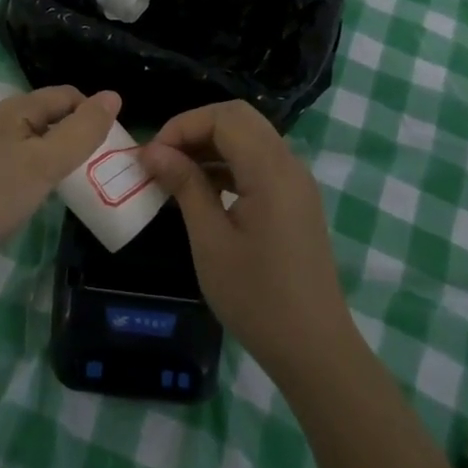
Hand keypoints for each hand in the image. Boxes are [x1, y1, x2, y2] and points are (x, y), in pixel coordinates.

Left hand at [0, 86, 121, 273]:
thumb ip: (80, 132)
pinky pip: (16, 160)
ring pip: (33, 140)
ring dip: (57, 154)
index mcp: (16, 109)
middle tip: (99, 169)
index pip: (67, 95)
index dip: (94, 114)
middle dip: (77, 135)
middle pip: (50, 116)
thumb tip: (114, 96)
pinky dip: (36, 170)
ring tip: (74, 184)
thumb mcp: (43, 164)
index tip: (112, 147)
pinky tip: (36, 195)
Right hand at [140, 101, 354, 385]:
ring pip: (250, 137)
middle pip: (239, 118)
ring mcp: (296, 182)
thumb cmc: (257, 298)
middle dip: (196, 128)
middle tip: (163, 158)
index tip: (152, 156)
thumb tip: (153, 151)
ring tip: (174, 174)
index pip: (224, 117)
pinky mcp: (295, 200)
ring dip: (211, 145)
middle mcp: (289, 165)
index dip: (183, 125)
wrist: (315, 350)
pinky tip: (202, 190)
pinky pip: (259, 161)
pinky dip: (228, 163)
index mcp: (271, 170)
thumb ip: (185, 186)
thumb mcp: (210, 241)